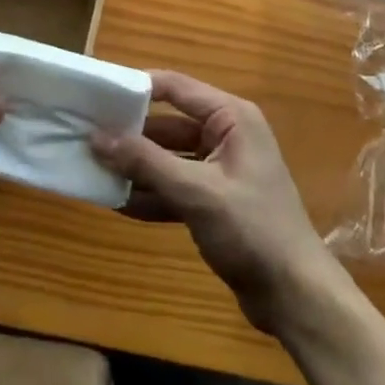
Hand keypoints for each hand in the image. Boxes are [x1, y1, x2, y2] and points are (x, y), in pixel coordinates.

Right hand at [93, 71, 335, 334]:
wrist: (297, 298)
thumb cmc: (252, 230)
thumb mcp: (196, 192)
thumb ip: (146, 163)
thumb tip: (96, 137)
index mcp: (231, 117)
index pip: (175, 87)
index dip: (136, 88)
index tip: (98, 94)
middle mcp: (226, 134)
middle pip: (169, 123)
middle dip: (131, 134)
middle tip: (87, 136)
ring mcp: (220, 169)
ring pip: (169, 157)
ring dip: (137, 167)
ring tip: (94, 169)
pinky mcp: (215, 201)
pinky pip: (175, 187)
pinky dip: (151, 194)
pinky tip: (117, 203)